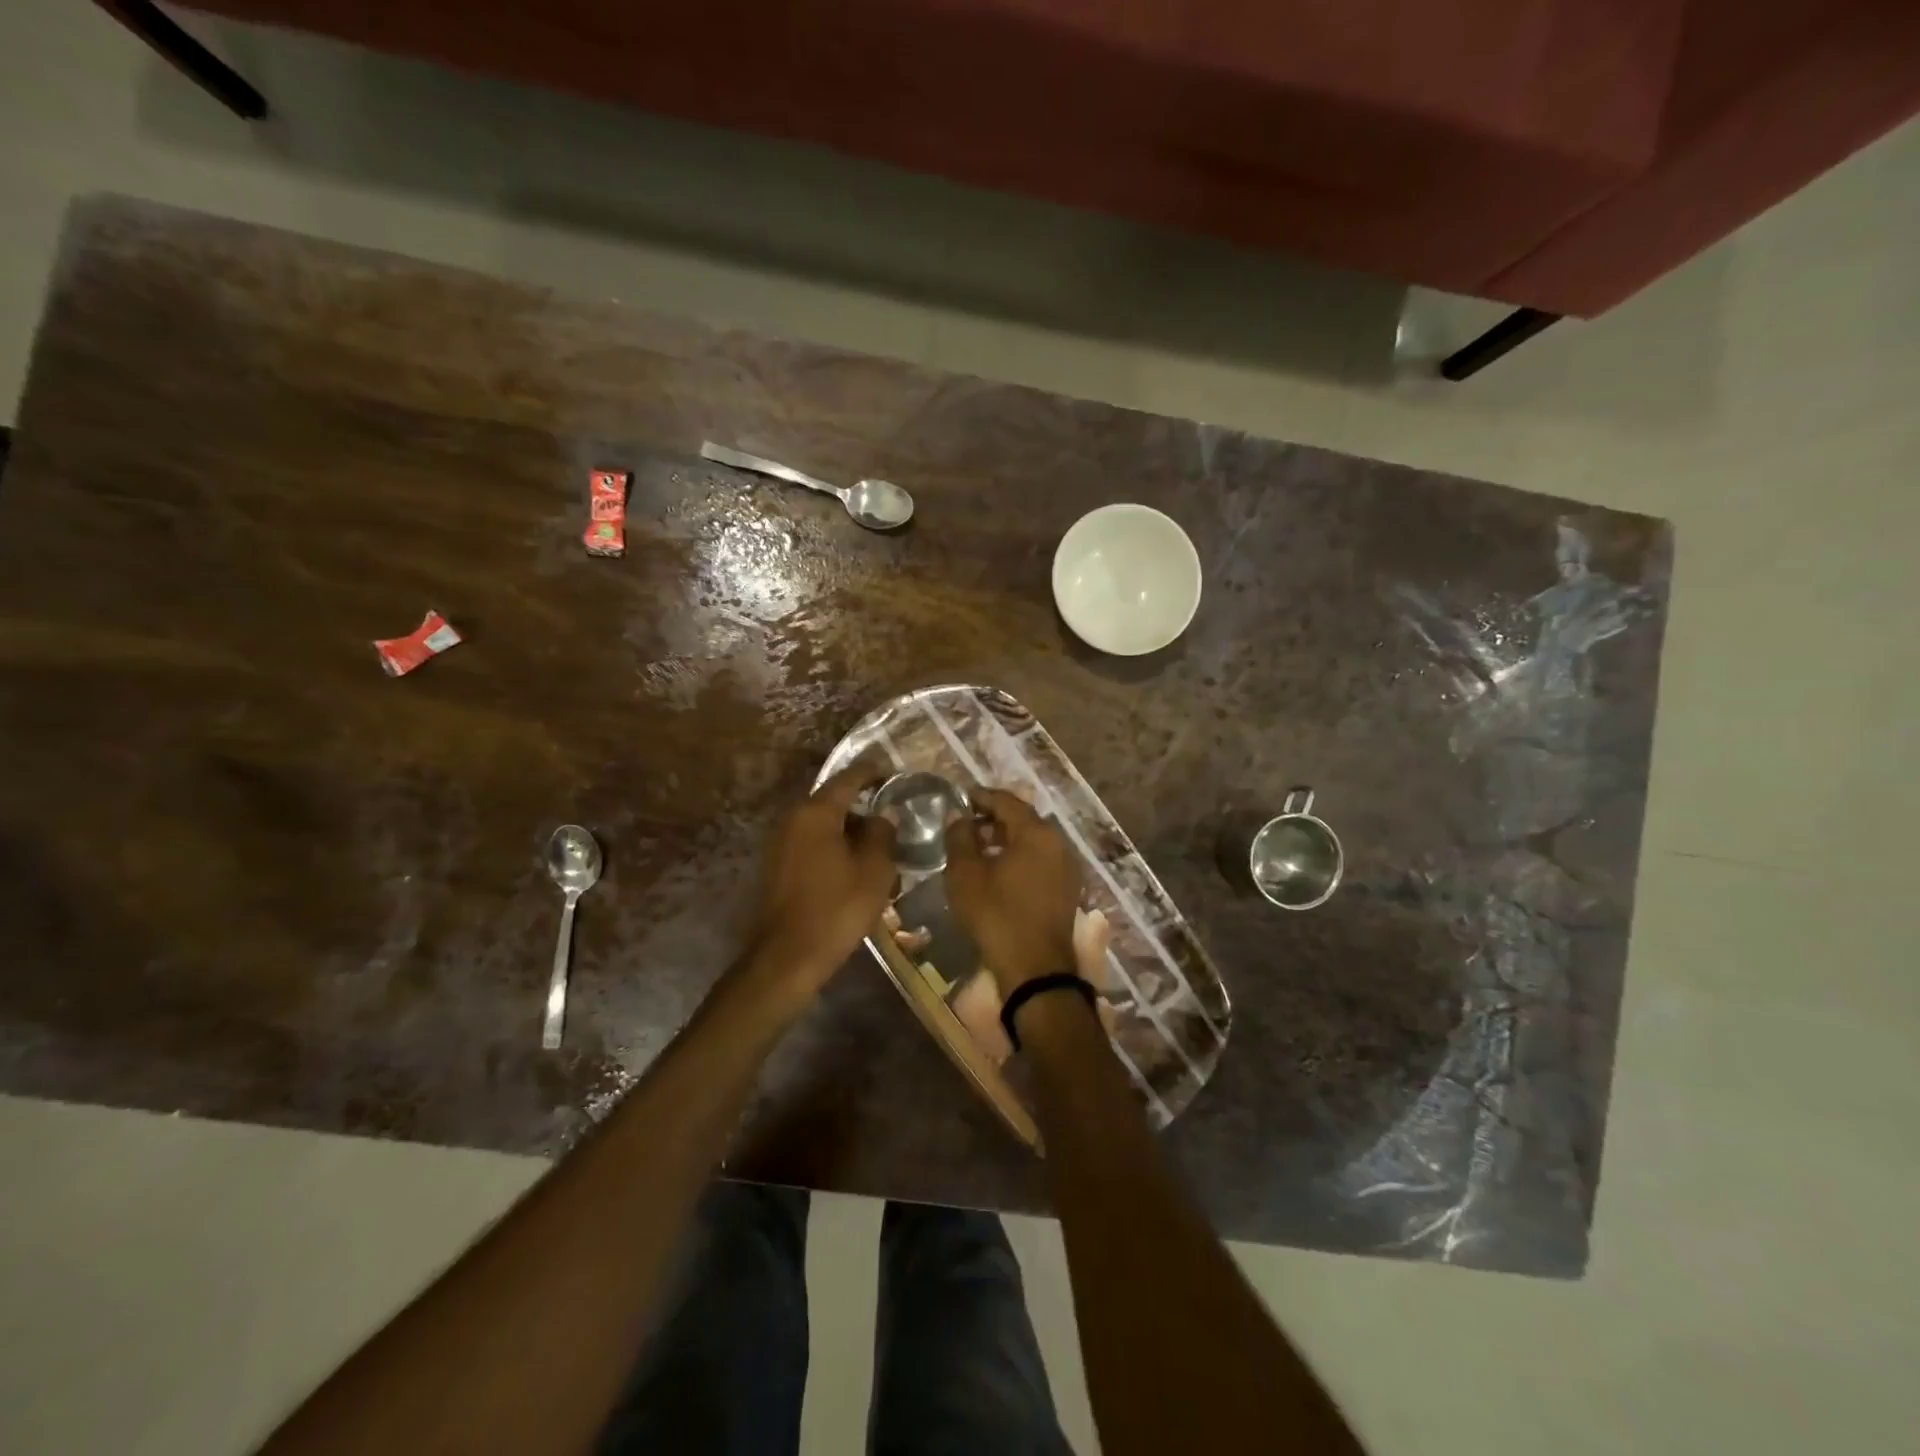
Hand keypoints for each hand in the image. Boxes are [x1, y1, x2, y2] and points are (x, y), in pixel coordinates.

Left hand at [750, 764, 896, 996]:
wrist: (788, 957)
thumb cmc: (836, 909)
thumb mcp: (874, 870)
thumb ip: (883, 834)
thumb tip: (884, 815)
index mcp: (816, 813)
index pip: (848, 778)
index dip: (873, 772)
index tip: (894, 773)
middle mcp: (793, 819)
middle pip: (833, 801)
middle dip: (863, 805)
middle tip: (892, 814)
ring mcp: (780, 842)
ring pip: (823, 824)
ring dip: (849, 829)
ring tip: (878, 844)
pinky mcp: (778, 866)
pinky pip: (812, 843)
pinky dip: (834, 846)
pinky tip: (854, 865)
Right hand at [945, 788, 1082, 994]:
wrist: (1035, 969)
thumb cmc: (996, 915)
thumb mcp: (965, 874)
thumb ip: (960, 837)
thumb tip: (957, 815)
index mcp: (1036, 832)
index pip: (1006, 801)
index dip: (981, 797)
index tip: (961, 798)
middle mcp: (1058, 843)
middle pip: (1023, 819)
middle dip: (995, 817)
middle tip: (968, 823)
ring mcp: (1067, 867)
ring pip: (1034, 840)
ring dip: (1008, 838)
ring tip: (980, 847)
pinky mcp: (1068, 889)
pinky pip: (1042, 860)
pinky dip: (1021, 857)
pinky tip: (1001, 870)